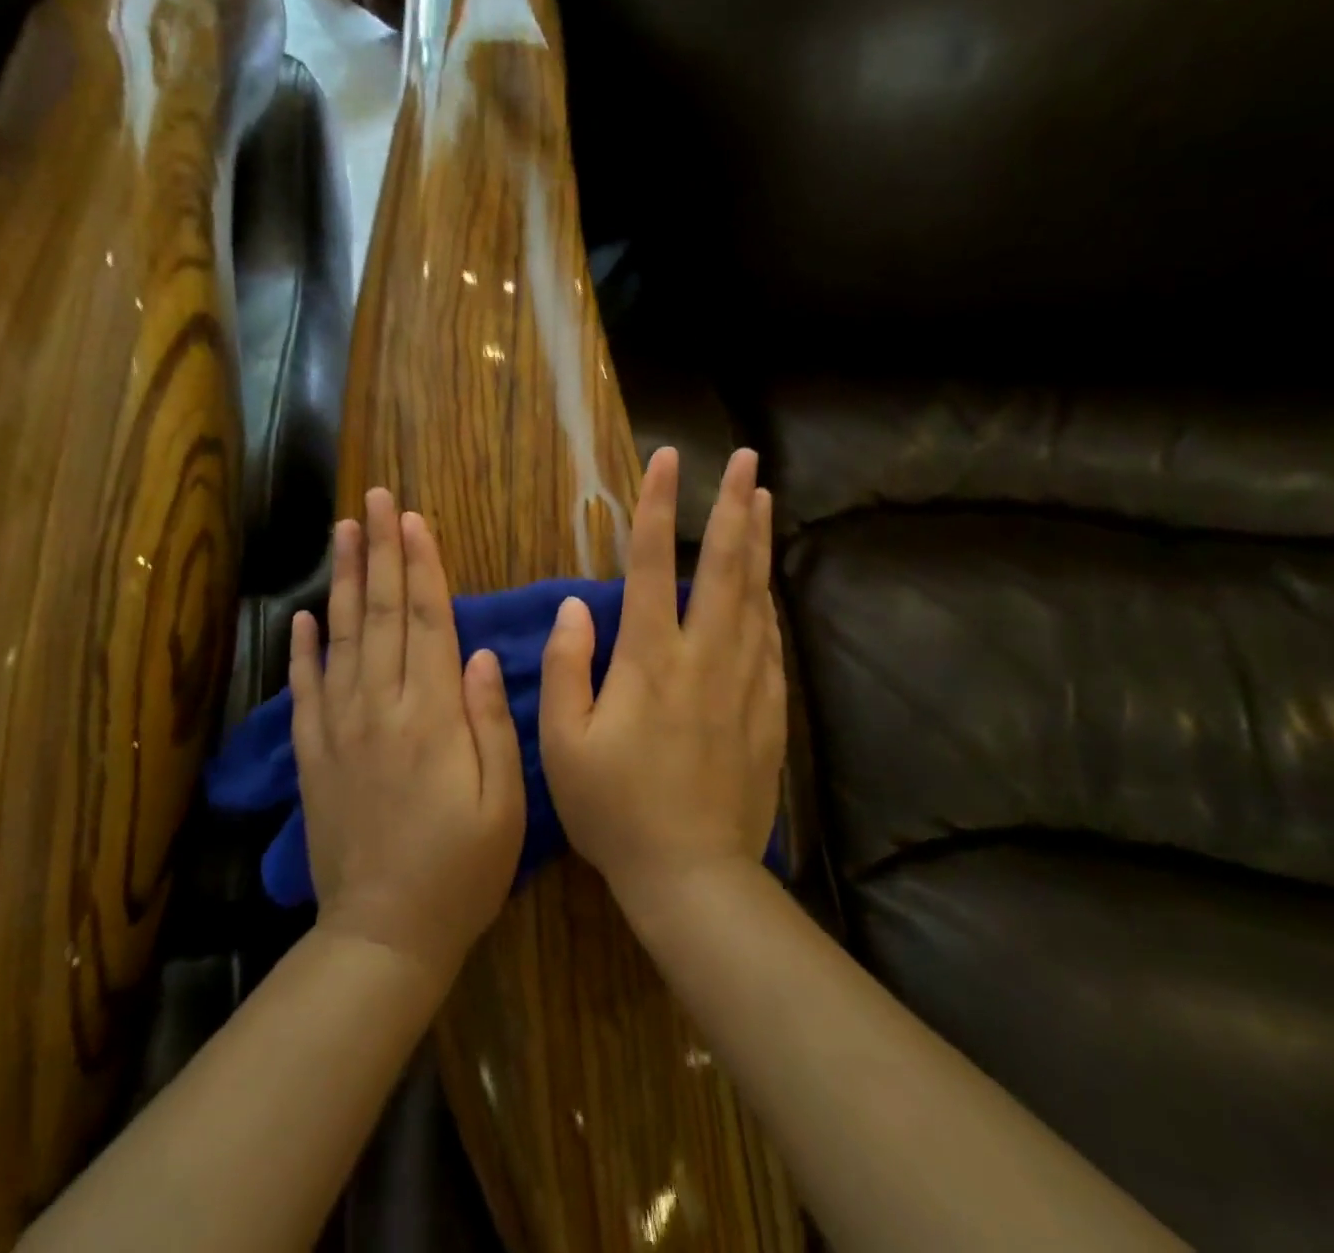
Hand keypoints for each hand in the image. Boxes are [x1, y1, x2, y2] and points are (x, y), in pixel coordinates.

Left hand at [289, 489, 525, 983]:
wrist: (385, 935)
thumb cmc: (462, 868)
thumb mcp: (503, 801)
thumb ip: (491, 722)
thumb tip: (481, 654)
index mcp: (432, 716)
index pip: (426, 620)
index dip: (420, 566)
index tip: (413, 518)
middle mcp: (381, 708)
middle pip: (380, 614)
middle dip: (380, 551)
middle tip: (375, 498)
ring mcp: (340, 730)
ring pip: (340, 638)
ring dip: (341, 581)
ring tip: (342, 532)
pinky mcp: (314, 756)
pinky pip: (305, 691)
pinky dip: (303, 650)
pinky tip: (302, 616)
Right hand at [538, 447, 785, 915]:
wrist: (691, 875)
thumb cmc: (614, 810)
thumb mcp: (563, 743)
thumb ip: (568, 667)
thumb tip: (574, 606)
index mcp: (649, 660)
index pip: (651, 564)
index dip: (657, 507)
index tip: (667, 459)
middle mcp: (703, 657)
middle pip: (723, 567)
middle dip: (733, 507)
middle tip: (748, 460)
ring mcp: (743, 682)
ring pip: (755, 597)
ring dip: (758, 543)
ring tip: (763, 501)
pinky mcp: (766, 711)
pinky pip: (770, 643)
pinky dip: (768, 603)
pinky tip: (768, 586)